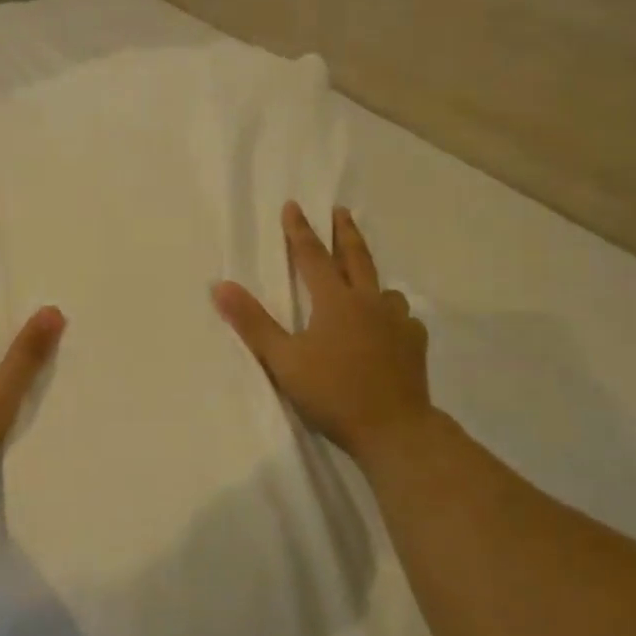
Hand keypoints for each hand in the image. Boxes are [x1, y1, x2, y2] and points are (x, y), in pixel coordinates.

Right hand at [214, 203, 433, 463]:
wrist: (394, 429)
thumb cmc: (333, 393)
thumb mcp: (283, 360)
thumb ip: (253, 322)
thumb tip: (220, 286)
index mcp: (335, 301)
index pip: (312, 256)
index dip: (299, 231)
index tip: (294, 206)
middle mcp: (369, 302)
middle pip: (356, 258)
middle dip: (345, 232)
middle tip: (341, 212)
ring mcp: (397, 322)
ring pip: (384, 289)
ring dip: (371, 277)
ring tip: (366, 280)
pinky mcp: (415, 344)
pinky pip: (403, 318)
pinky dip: (392, 314)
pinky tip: (390, 325)